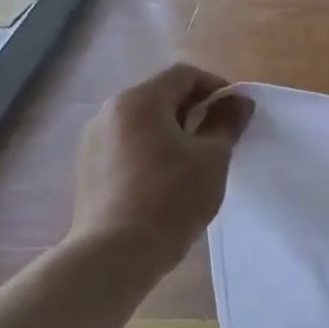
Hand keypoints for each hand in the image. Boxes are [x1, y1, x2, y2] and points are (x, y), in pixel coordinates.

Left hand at [65, 64, 253, 279]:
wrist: (117, 252)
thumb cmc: (172, 198)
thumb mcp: (212, 158)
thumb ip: (227, 123)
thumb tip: (239, 101)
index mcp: (139, 101)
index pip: (184, 75)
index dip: (216, 87)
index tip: (236, 113)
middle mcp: (110, 112)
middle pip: (161, 96)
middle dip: (195, 110)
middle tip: (220, 139)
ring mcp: (94, 140)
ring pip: (144, 122)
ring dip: (173, 131)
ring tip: (195, 162)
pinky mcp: (89, 167)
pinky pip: (128, 144)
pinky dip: (152, 150)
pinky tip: (168, 180)